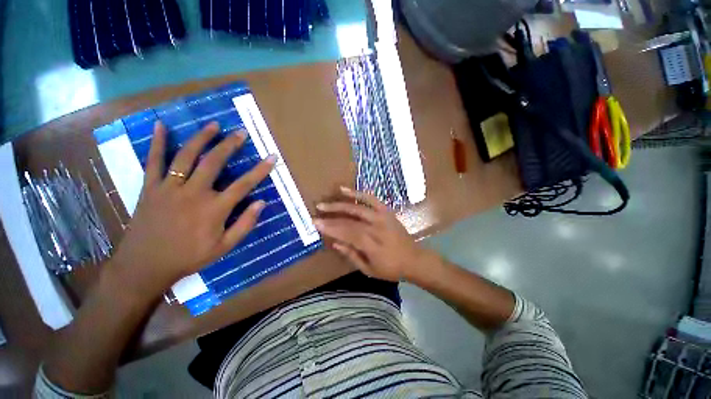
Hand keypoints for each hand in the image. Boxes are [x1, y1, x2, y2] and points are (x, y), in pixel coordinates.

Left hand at [108, 121, 274, 298]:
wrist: (145, 265)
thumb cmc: (189, 257)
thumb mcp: (224, 247)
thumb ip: (245, 224)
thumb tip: (261, 203)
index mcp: (214, 209)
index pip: (244, 184)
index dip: (260, 169)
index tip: (271, 157)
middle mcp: (194, 193)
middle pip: (214, 162)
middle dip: (230, 145)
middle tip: (241, 132)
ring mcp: (170, 188)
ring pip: (186, 156)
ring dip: (201, 139)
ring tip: (214, 125)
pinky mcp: (150, 188)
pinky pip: (154, 161)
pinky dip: (157, 143)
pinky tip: (160, 125)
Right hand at [314, 187, 434, 281]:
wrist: (414, 259)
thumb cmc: (391, 268)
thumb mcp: (369, 270)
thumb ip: (351, 255)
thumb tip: (335, 243)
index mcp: (371, 244)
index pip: (346, 233)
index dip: (330, 228)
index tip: (316, 224)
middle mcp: (376, 228)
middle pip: (349, 220)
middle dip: (331, 217)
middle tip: (316, 214)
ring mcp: (382, 217)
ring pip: (357, 208)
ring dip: (339, 204)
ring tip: (325, 203)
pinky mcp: (386, 211)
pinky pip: (371, 199)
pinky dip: (358, 193)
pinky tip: (345, 190)